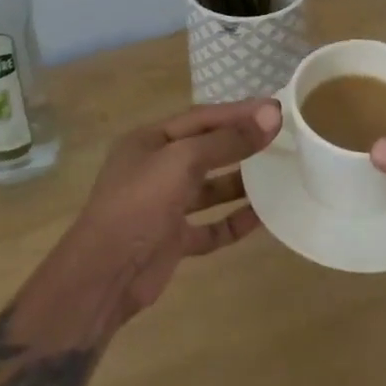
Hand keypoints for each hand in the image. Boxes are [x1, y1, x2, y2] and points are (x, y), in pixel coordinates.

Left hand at [47, 98, 278, 326]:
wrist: (103, 275)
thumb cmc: (139, 203)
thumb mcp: (183, 161)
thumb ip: (227, 140)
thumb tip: (272, 115)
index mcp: (149, 141)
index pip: (201, 118)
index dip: (238, 112)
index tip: (276, 109)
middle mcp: (155, 169)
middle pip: (206, 150)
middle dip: (241, 144)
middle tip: (281, 138)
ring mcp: (163, 206)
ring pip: (209, 188)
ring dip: (240, 182)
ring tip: (277, 175)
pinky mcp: (172, 240)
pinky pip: (209, 226)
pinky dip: (233, 222)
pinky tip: (262, 218)